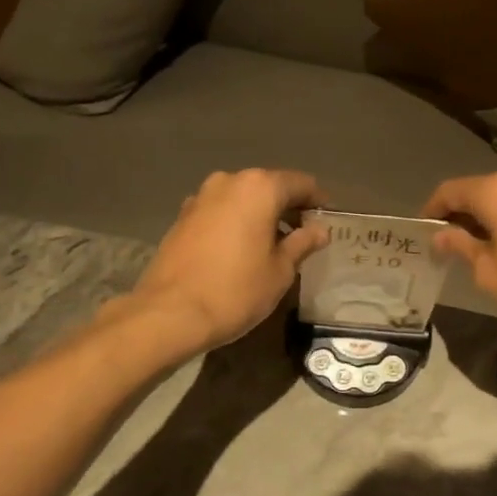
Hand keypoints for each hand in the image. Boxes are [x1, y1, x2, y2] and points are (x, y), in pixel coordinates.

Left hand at [129, 169, 328, 351]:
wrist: (170, 313)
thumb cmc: (236, 290)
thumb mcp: (280, 270)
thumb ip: (302, 244)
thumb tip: (320, 230)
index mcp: (259, 188)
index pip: (301, 184)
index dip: (318, 201)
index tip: (327, 221)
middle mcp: (229, 182)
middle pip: (269, 187)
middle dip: (288, 207)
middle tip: (303, 235)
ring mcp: (201, 197)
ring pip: (242, 198)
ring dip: (260, 215)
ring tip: (272, 245)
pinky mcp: (182, 217)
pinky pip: (220, 211)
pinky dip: (236, 222)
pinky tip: (241, 250)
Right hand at [422, 168, 496, 336]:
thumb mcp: (491, 274)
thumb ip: (462, 247)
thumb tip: (442, 235)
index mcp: (496, 190)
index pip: (450, 190)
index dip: (432, 210)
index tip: (424, 231)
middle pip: (481, 189)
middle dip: (463, 214)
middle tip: (452, 244)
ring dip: (493, 216)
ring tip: (487, 247)